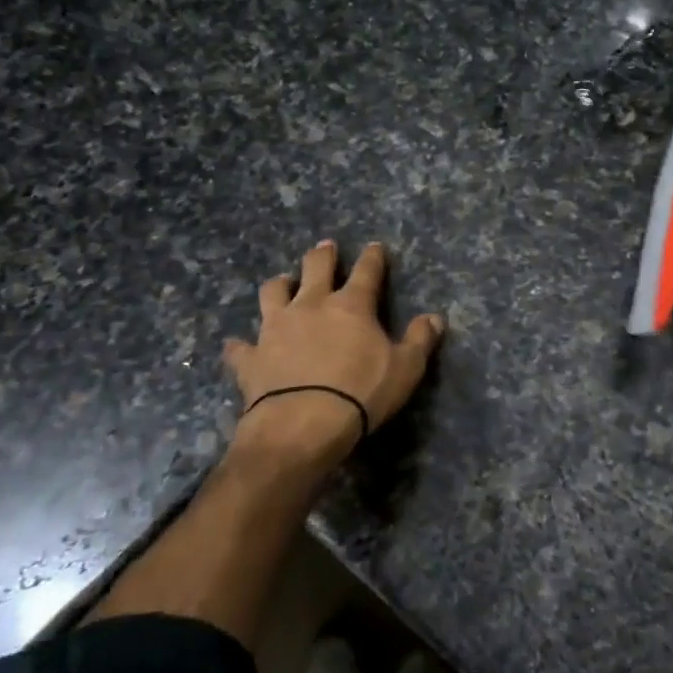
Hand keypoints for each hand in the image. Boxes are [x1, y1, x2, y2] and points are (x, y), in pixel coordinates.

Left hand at [223, 240, 444, 463]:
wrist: (302, 425)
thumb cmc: (360, 393)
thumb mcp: (405, 369)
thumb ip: (420, 340)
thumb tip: (435, 318)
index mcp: (351, 306)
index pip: (367, 271)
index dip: (373, 257)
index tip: (375, 246)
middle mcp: (311, 306)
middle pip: (315, 268)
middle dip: (323, 255)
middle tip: (325, 247)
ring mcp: (276, 328)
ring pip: (272, 293)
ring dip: (279, 286)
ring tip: (283, 283)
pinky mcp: (251, 357)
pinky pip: (240, 347)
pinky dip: (240, 346)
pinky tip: (238, 346)